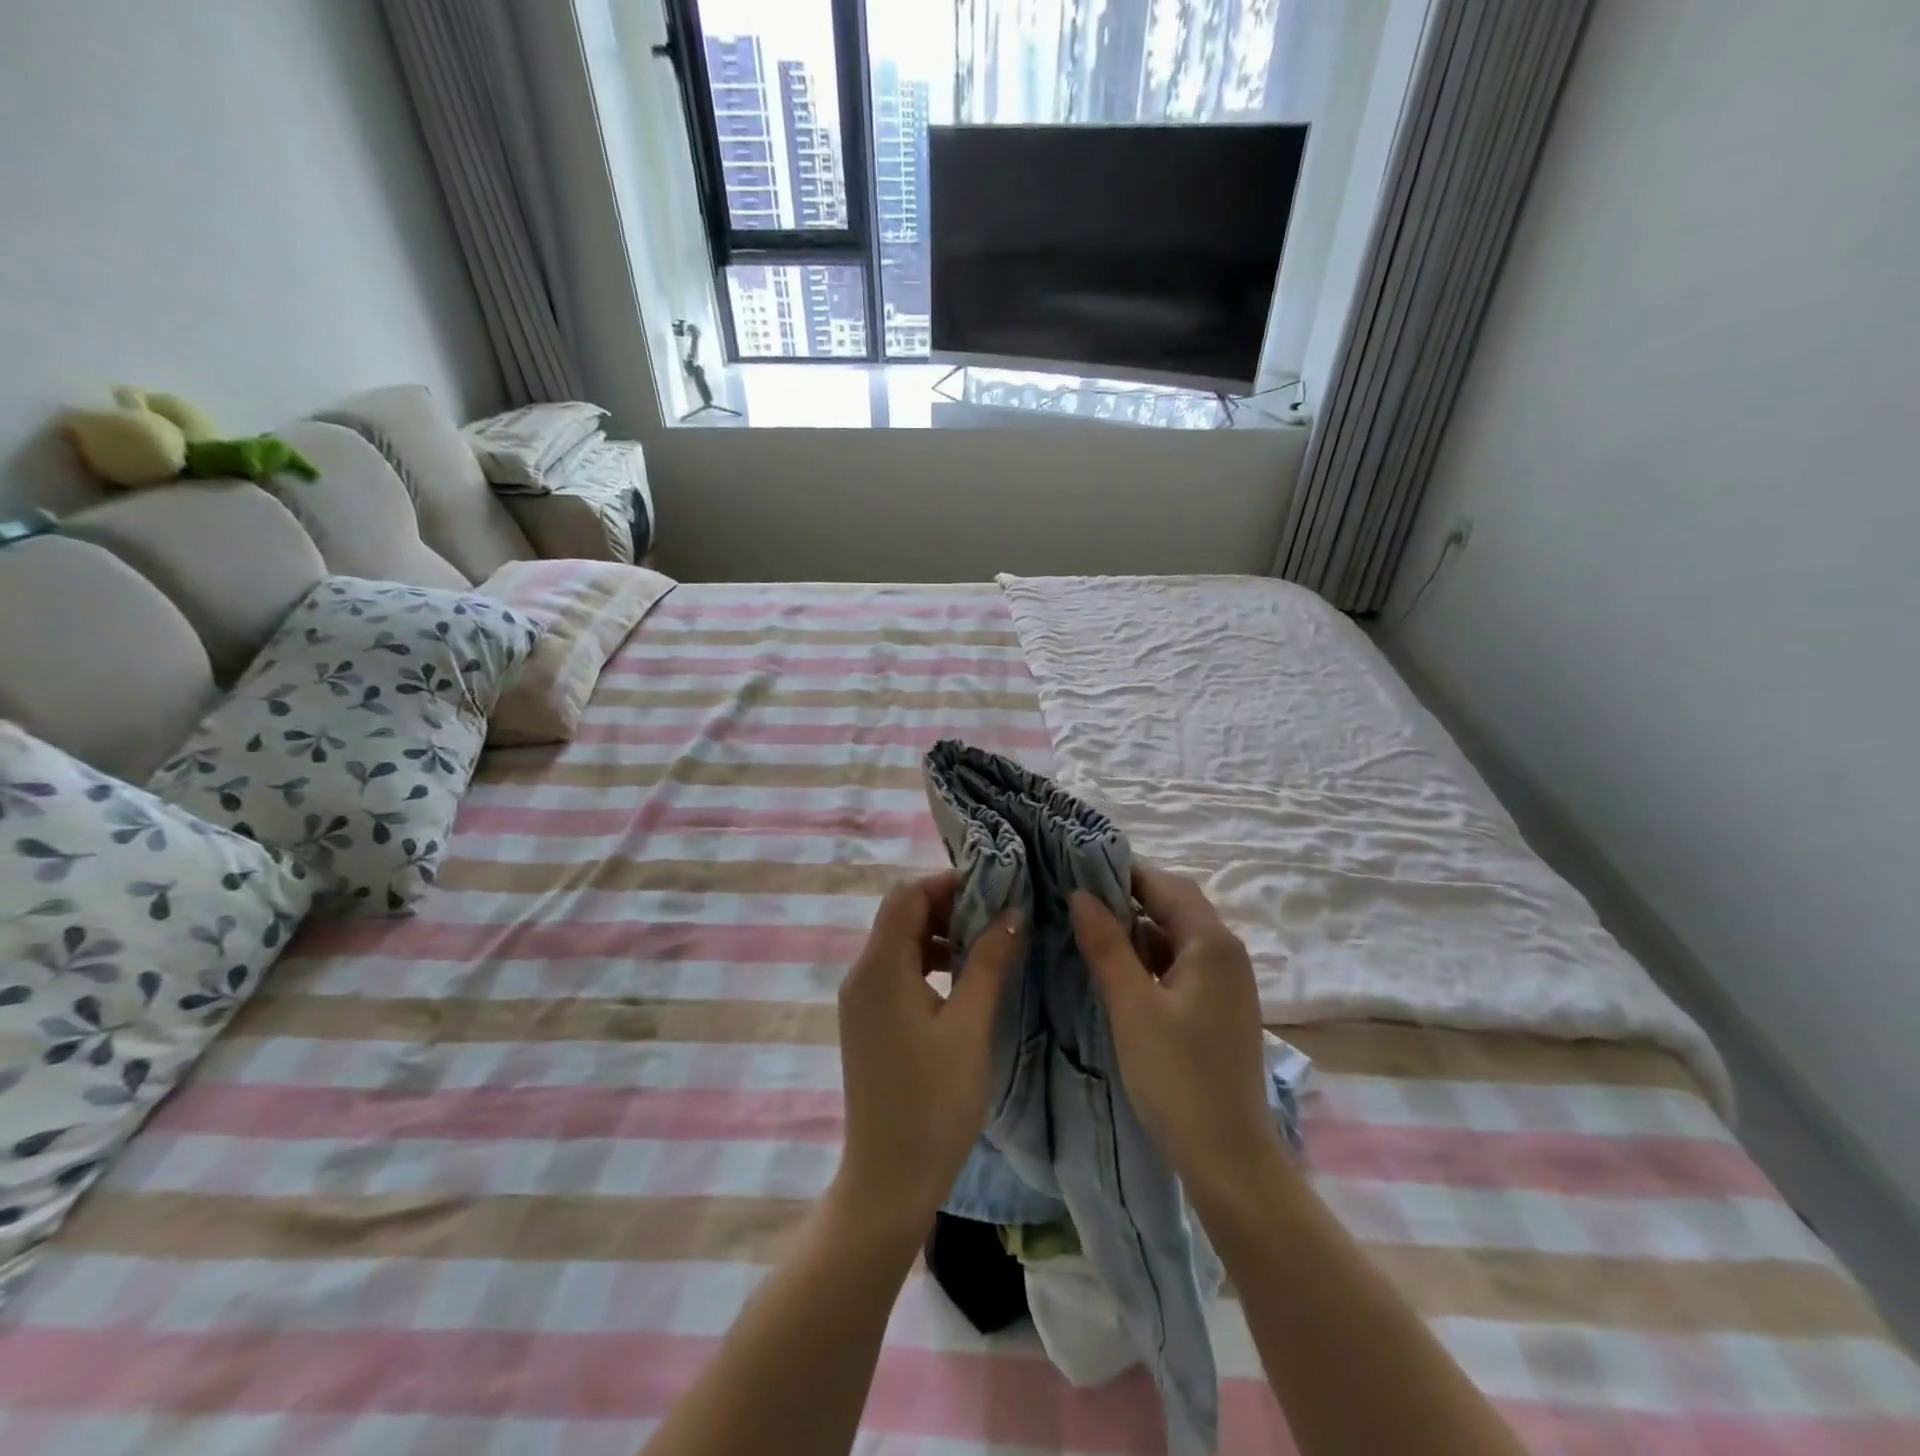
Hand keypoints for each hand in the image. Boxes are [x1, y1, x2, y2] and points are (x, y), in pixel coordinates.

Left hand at [835, 871, 1022, 1236]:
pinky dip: (931, 963)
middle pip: (902, 914)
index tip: (996, 890)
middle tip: (999, 917)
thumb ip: (989, 962)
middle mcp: (862, 974)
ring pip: (901, 943)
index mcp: (879, 968)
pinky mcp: (869, 1022)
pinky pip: (899, 972)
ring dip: (942, 936)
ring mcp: (862, 1000)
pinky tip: (965, 982)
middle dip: (949, 907)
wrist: (888, 1181)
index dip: (949, 883)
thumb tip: (1013, 911)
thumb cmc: (933, 1103)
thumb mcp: (971, 1027)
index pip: (907, 894)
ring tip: (989, 947)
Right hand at [1070, 865, 1281, 1196]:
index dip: (1124, 872)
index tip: (1078, 868)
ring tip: (1089, 927)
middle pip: (1175, 906)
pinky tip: (1118, 969)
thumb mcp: (1131, 1006)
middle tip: (1078, 896)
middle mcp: (1226, 953)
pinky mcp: (1218, 1008)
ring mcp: (1226, 982)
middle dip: (1129, 897)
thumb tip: (1080, 894)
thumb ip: (1106, 945)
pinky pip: (1181, 964)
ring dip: (1138, 928)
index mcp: (1212, 943)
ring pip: (1176, 936)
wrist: (1228, 1156)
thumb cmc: (1177, 1076)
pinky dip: (1150, 957)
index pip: (1166, 885)